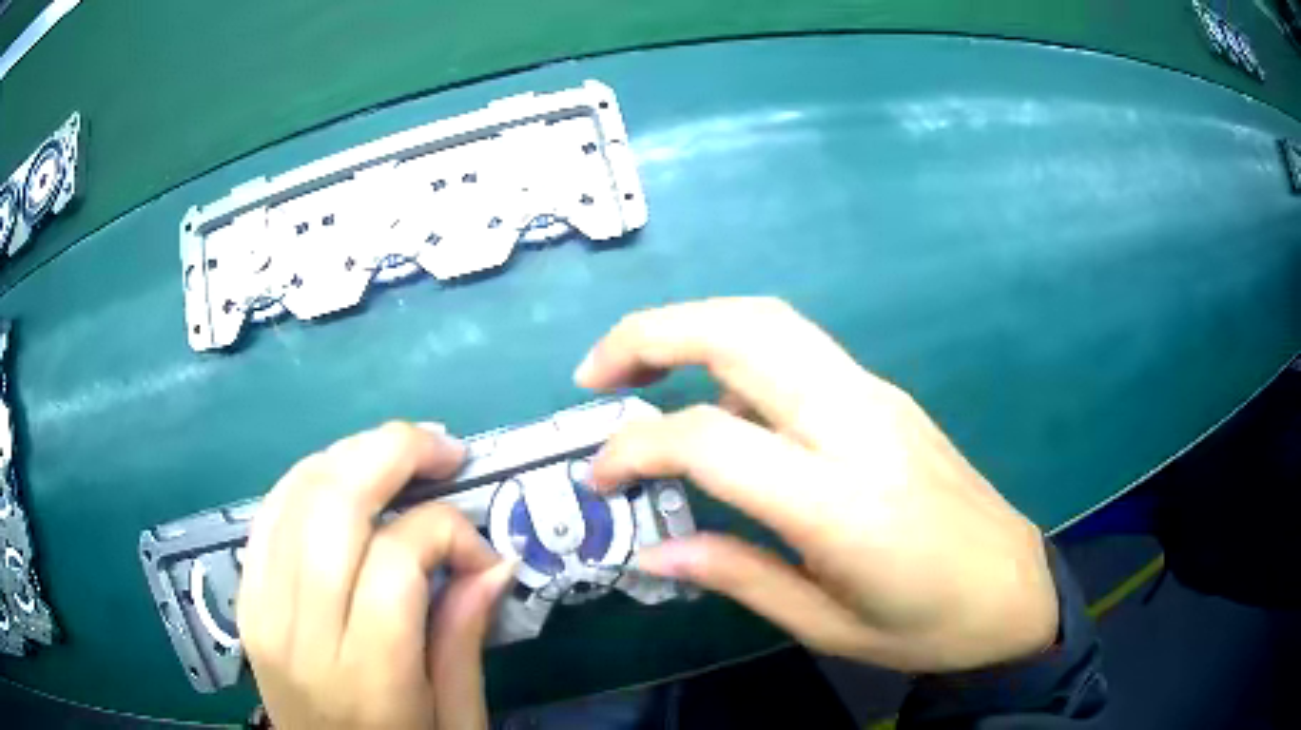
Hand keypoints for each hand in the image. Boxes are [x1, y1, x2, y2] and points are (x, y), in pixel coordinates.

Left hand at [237, 423, 514, 729]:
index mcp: (365, 676)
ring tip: (401, 455)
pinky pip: (270, 512)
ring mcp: (261, 608)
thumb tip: (494, 563)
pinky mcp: (246, 598)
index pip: (395, 560)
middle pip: (333, 503)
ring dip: (353, 454)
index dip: (448, 532)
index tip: (483, 554)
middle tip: (444, 451)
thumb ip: (463, 640)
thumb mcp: (456, 720)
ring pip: (297, 493)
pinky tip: (347, 481)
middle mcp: (300, 632)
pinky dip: (311, 479)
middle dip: (394, 453)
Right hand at [576, 298, 1057, 672]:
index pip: (710, 439)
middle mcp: (858, 424)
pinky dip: (735, 355)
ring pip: (770, 322)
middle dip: (652, 333)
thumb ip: (736, 576)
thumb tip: (650, 550)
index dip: (635, 448)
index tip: (599, 479)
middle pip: (743, 331)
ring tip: (638, 373)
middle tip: (594, 376)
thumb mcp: (826, 625)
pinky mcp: (887, 395)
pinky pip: (797, 352)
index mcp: (841, 501)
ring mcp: (878, 397)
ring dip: (691, 327)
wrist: (1014, 589)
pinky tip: (716, 407)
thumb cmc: (926, 625)